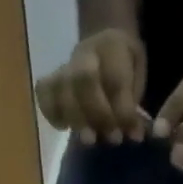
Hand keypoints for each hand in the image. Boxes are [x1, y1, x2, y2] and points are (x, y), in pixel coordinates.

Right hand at [34, 28, 147, 145]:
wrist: (102, 43)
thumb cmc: (124, 65)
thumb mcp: (139, 74)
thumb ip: (135, 100)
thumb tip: (134, 134)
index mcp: (112, 46)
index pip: (115, 80)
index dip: (124, 111)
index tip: (135, 135)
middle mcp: (85, 53)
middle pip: (84, 80)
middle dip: (99, 114)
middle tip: (112, 139)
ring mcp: (64, 66)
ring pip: (62, 89)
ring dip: (76, 120)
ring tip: (90, 140)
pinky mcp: (50, 80)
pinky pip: (43, 94)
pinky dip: (51, 114)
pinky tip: (64, 127)